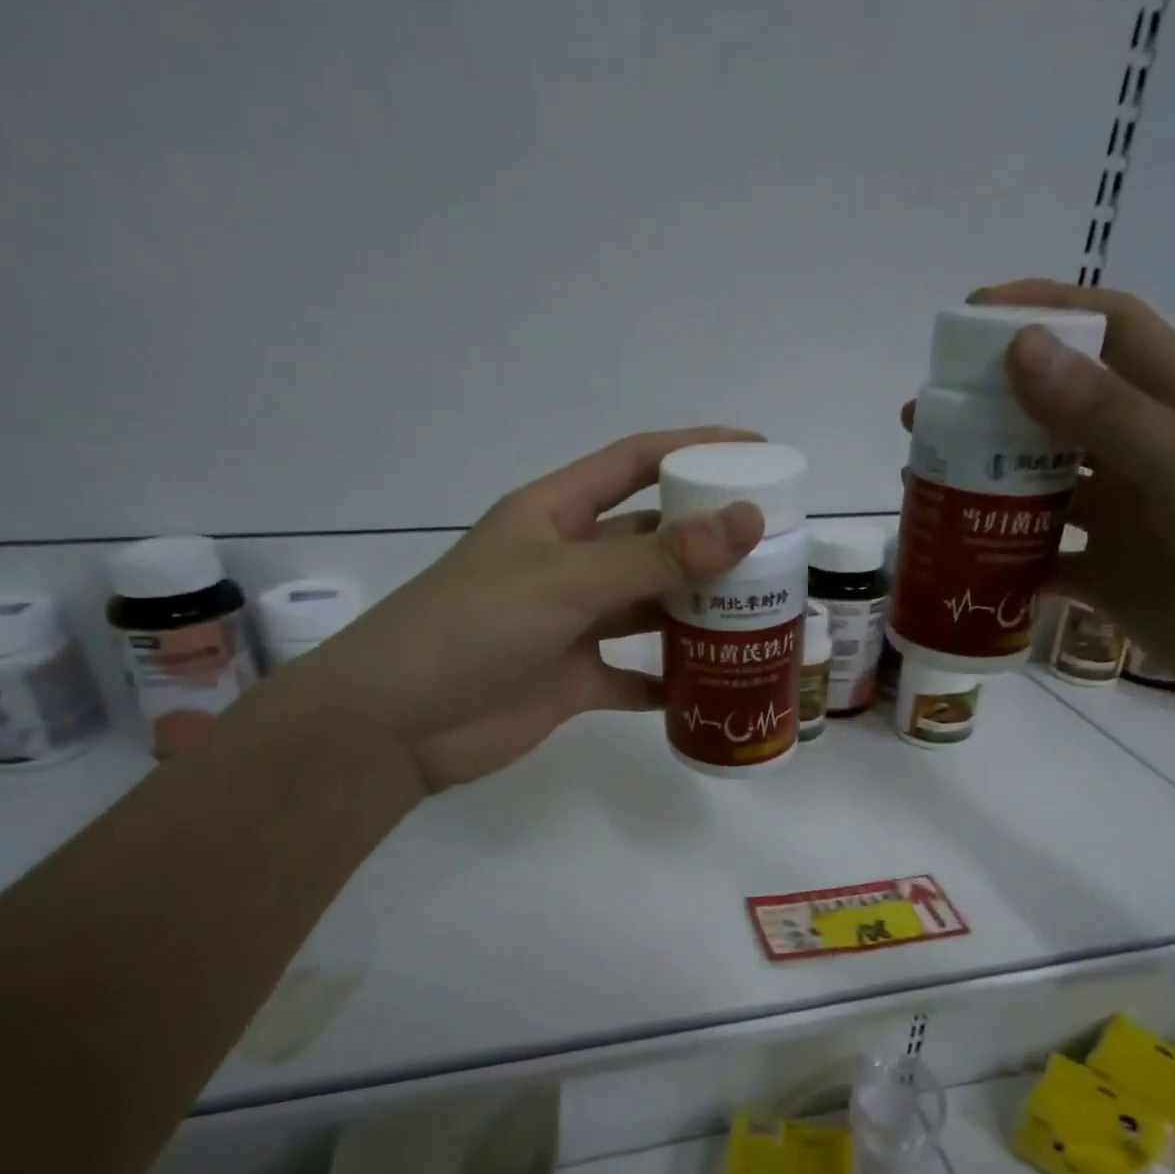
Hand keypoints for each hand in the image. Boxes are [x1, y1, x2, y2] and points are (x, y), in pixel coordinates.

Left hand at [305, 429, 765, 792]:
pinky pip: (634, 674)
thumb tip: (745, 521)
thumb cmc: (472, 627)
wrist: (398, 724)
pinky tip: (711, 683)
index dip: (693, 449)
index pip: (634, 463)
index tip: (756, 450)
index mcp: (556, 515)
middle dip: (709, 541)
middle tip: (776, 549)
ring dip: (696, 611)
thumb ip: (656, 557)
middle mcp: (568, 562)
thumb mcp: (566, 581)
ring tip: (759, 613)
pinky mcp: (572, 678)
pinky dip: (668, 679)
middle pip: (652, 539)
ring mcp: (571, 623)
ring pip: (649, 606)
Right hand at [925, 280, 1174, 732]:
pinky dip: (1002, 560)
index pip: (1107, 332)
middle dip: (990, 407)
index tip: (969, 322)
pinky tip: (957, 560)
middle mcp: (1148, 454)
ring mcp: (1127, 520)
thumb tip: (1019, 347)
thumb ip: (1104, 414)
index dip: (1042, 313)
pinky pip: (1041, 561)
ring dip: (985, 484)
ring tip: (923, 485)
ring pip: (1040, 489)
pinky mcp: (1110, 578)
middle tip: (923, 418)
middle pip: (1057, 412)